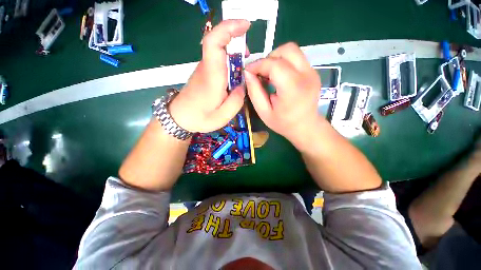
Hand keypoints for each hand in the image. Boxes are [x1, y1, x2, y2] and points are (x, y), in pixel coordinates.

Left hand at [169, 20, 249, 132]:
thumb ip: (236, 101)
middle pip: (218, 42)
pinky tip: (235, 74)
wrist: (179, 118)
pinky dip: (229, 61)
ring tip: (245, 65)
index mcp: (212, 77)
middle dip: (236, 40)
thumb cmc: (200, 118)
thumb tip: (242, 86)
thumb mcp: (223, 116)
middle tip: (249, 54)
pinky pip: (218, 61)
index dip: (228, 28)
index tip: (244, 25)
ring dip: (234, 52)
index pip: (214, 42)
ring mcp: (204, 69)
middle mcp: (207, 68)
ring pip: (219, 52)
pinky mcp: (204, 74)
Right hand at [244, 42, 323, 149]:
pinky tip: (279, 77)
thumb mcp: (264, 112)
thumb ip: (254, 92)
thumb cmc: (283, 123)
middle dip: (269, 58)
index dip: (258, 64)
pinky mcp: (313, 72)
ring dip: (276, 59)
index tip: (248, 71)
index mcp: (293, 89)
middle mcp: (306, 75)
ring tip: (269, 75)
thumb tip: (248, 74)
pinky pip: (296, 58)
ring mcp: (312, 72)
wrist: (306, 127)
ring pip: (292, 51)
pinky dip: (284, 63)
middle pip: (287, 50)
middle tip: (261, 73)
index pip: (274, 64)